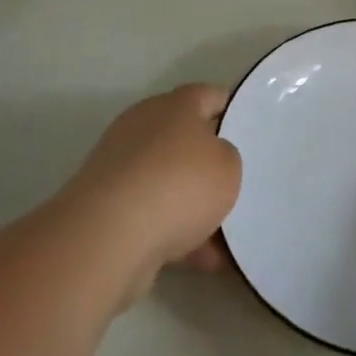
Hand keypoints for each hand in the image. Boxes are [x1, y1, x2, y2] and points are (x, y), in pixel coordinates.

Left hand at [60, 84, 242, 298]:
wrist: (108, 238)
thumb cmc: (178, 185)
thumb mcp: (228, 166)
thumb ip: (227, 157)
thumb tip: (211, 162)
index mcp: (173, 106)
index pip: (208, 95)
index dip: (231, 109)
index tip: (250, 129)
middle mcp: (142, 129)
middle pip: (184, 139)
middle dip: (209, 162)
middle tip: (237, 181)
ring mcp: (119, 170)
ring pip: (167, 182)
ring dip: (192, 205)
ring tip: (226, 234)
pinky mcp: (105, 210)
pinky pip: (151, 216)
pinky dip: (175, 234)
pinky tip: (203, 259)